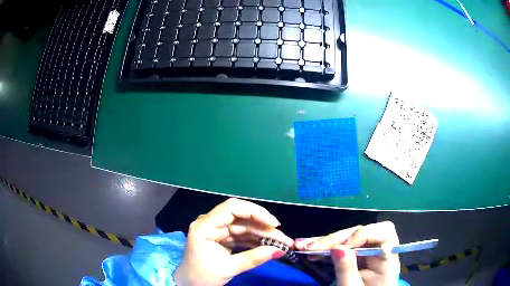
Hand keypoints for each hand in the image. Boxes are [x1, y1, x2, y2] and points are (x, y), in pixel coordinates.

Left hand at [174, 198, 293, 285]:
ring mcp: (216, 230)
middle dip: (264, 227)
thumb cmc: (202, 277)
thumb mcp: (228, 268)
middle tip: (283, 238)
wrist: (189, 285)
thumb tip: (280, 251)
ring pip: (244, 227)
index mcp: (205, 226)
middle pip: (241, 217)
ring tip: (281, 243)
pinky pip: (241, 235)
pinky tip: (269, 245)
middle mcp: (210, 223)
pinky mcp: (221, 238)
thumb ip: (254, 258)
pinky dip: (255, 241)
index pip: (232, 208)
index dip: (255, 212)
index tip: (274, 224)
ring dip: (262, 235)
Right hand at [294, 222, 400, 285]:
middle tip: (311, 247)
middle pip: (360, 233)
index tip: (344, 246)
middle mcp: (377, 250)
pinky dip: (324, 248)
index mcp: (387, 257)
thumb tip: (337, 248)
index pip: (384, 232)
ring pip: (347, 238)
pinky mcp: (353, 256)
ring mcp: (365, 252)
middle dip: (335, 239)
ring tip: (302, 245)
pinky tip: (308, 248)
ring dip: (324, 241)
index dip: (364, 234)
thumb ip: (347, 270)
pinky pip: (339, 247)